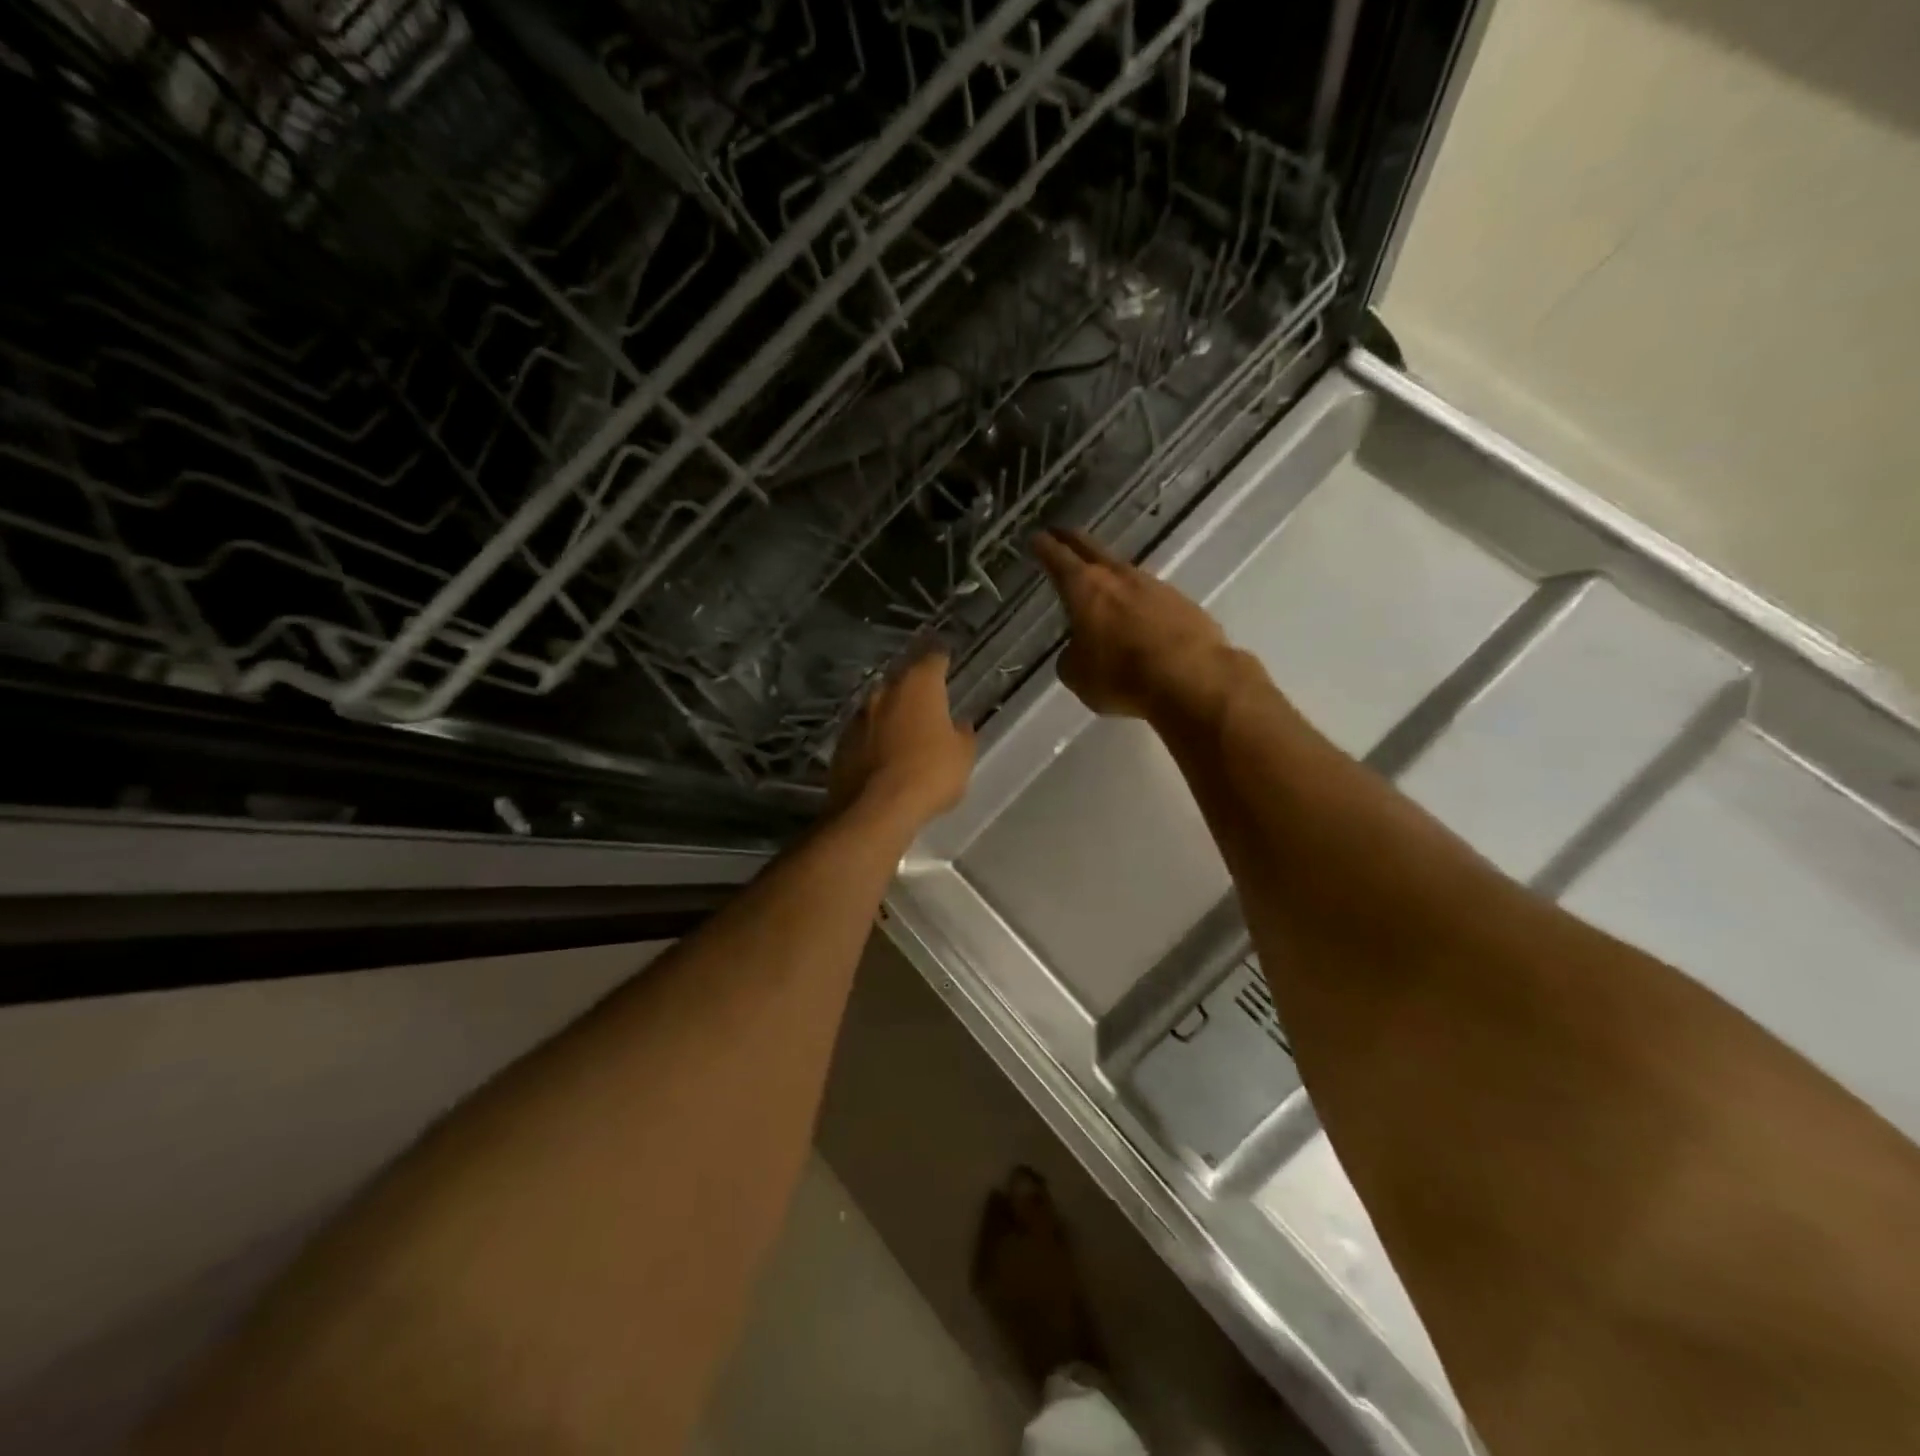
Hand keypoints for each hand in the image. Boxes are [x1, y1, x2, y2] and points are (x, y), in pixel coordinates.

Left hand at [829, 651, 975, 831]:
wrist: (874, 809)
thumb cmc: (929, 774)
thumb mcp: (962, 756)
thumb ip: (962, 734)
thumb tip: (958, 724)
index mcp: (919, 686)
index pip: (933, 658)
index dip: (941, 657)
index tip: (945, 657)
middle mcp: (885, 691)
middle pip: (902, 678)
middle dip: (914, 685)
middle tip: (927, 695)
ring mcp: (859, 716)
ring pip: (880, 705)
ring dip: (891, 711)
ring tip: (904, 726)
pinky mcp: (841, 742)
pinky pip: (864, 732)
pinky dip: (875, 737)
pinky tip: (883, 752)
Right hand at [1034, 529, 1237, 721]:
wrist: (1193, 678)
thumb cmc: (1122, 676)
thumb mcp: (1078, 676)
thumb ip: (1071, 657)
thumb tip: (1077, 651)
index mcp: (1085, 588)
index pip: (1058, 559)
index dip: (1045, 547)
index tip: (1036, 537)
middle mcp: (1119, 578)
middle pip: (1092, 550)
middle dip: (1073, 541)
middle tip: (1061, 534)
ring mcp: (1155, 586)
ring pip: (1124, 571)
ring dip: (1109, 573)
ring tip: (1101, 580)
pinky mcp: (1183, 603)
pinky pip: (1151, 596)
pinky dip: (1139, 601)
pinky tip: (1138, 615)